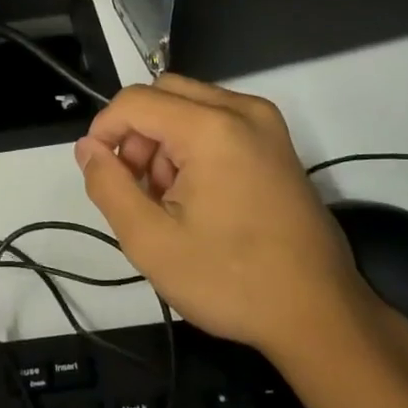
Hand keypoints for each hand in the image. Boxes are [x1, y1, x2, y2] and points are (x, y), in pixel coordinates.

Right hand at [74, 75, 385, 366]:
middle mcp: (243, 110)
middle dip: (137, 134)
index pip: (135, 101)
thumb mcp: (151, 242)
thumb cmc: (231, 280)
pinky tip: (199, 196)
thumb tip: (88, 147)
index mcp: (212, 128)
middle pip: (163, 94)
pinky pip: (218, 120)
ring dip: (165, 140)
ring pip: (190, 105)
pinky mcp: (277, 143)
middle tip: (139, 189)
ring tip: (170, 201)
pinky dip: (194, 145)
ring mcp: (266, 124)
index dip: (104, 131)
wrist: (319, 313)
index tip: (101, 174)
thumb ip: (109, 186)